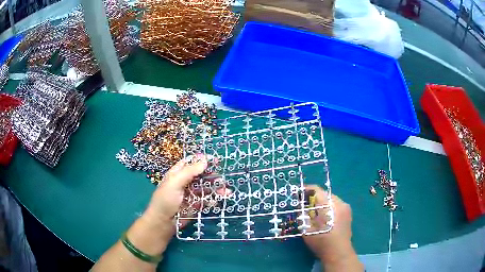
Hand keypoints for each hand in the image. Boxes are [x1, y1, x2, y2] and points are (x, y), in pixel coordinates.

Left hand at [143, 154, 228, 232]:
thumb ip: (189, 171)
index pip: (191, 163)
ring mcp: (191, 194)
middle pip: (201, 176)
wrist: (163, 223)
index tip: (216, 161)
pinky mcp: (195, 205)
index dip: (202, 161)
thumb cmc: (166, 200)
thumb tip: (205, 160)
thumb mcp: (175, 183)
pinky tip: (219, 200)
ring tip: (226, 192)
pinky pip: (206, 200)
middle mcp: (185, 182)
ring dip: (216, 189)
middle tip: (223, 180)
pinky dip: (214, 199)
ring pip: (206, 188)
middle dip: (213, 177)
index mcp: (178, 174)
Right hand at [302, 185, 362, 271]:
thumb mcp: (307, 229)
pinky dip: (329, 207)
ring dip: (322, 202)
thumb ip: (303, 215)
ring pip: (331, 199)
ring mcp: (345, 207)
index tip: (298, 194)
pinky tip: (324, 217)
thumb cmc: (321, 241)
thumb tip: (301, 206)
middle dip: (314, 197)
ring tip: (314, 211)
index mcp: (328, 205)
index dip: (306, 190)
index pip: (317, 190)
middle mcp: (339, 203)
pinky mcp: (348, 213)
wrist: (338, 252)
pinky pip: (336, 205)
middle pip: (325, 194)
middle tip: (305, 204)